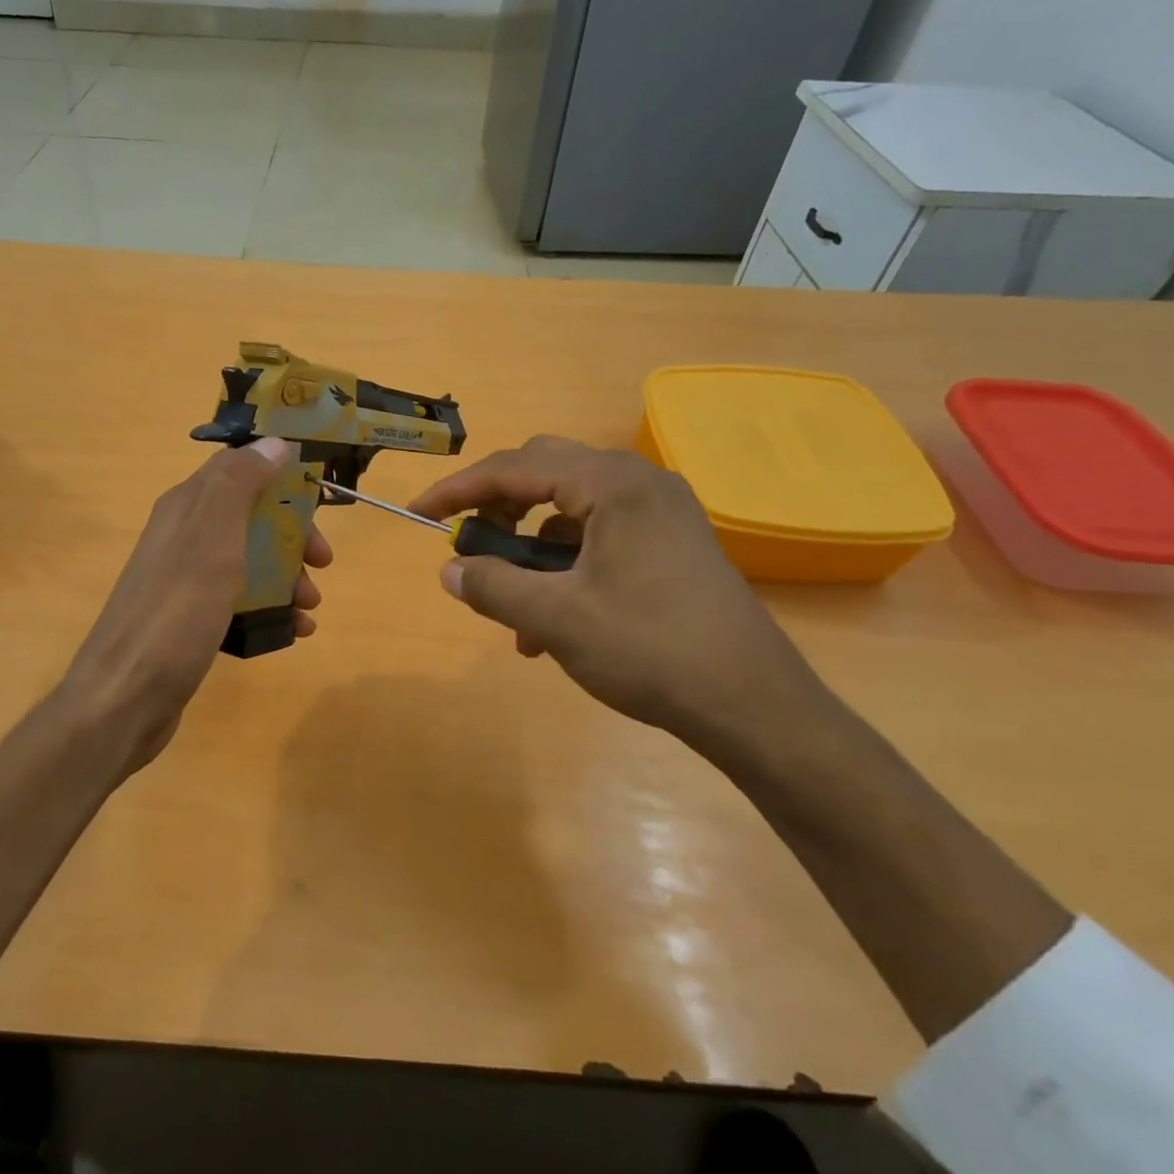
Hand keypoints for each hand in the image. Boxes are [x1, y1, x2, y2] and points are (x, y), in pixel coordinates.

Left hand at [57, 437, 331, 775]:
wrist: (124, 699)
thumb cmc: (175, 613)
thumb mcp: (211, 539)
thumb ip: (239, 484)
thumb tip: (273, 441)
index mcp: (186, 507)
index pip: (238, 468)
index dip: (280, 475)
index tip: (320, 497)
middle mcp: (184, 536)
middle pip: (250, 517)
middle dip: (292, 534)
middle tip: (323, 561)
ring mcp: (186, 580)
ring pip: (249, 561)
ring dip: (287, 575)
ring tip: (311, 605)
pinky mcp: (191, 619)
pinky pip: (240, 601)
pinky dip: (271, 608)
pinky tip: (294, 631)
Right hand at [409, 436, 836, 757]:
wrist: (754, 705)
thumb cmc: (651, 650)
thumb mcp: (557, 619)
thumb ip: (492, 586)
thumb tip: (448, 570)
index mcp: (613, 484)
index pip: (516, 467)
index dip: (459, 489)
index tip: (419, 514)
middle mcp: (639, 482)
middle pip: (544, 475)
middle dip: (497, 510)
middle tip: (467, 546)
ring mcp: (660, 512)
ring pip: (569, 512)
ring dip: (529, 552)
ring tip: (511, 611)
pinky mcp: (670, 543)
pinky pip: (597, 538)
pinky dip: (563, 569)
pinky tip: (551, 625)